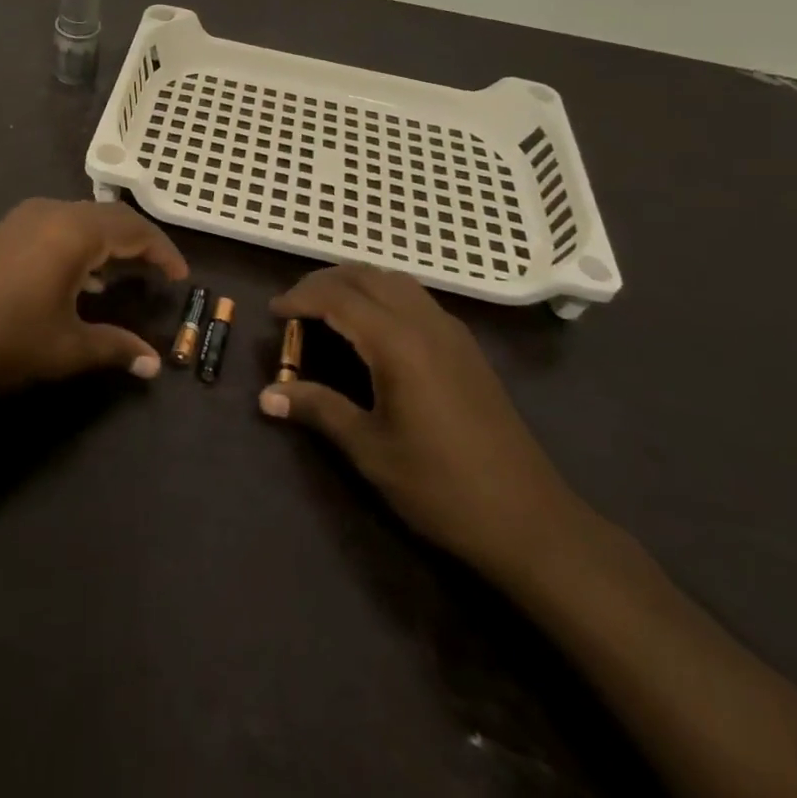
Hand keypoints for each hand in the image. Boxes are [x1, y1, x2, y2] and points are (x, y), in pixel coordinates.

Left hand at [0, 198, 187, 397]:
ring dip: (108, 242)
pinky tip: (80, 277)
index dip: (162, 251)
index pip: (134, 229)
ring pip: (82, 219)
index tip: (181, 276)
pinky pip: (58, 226)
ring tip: (125, 275)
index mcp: (75, 230)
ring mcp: (25, 218)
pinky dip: (81, 244)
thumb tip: (154, 365)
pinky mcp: (6, 231)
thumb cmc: (4, 338)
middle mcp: (52, 212)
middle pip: (110, 218)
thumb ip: (115, 348)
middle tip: (159, 273)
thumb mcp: (66, 348)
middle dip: (138, 243)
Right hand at [259, 265, 582, 579]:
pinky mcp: (466, 347)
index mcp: (398, 343)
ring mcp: (451, 332)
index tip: (273, 312)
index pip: (338, 298)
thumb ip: (318, 410)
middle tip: (295, 306)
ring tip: (327, 309)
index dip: (301, 298)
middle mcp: (425, 322)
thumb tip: (266, 396)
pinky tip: (373, 328)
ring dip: (356, 283)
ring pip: (394, 281)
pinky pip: (415, 298)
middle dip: (324, 282)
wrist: (530, 521)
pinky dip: (382, 295)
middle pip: (366, 277)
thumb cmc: (441, 487)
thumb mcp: (370, 450)